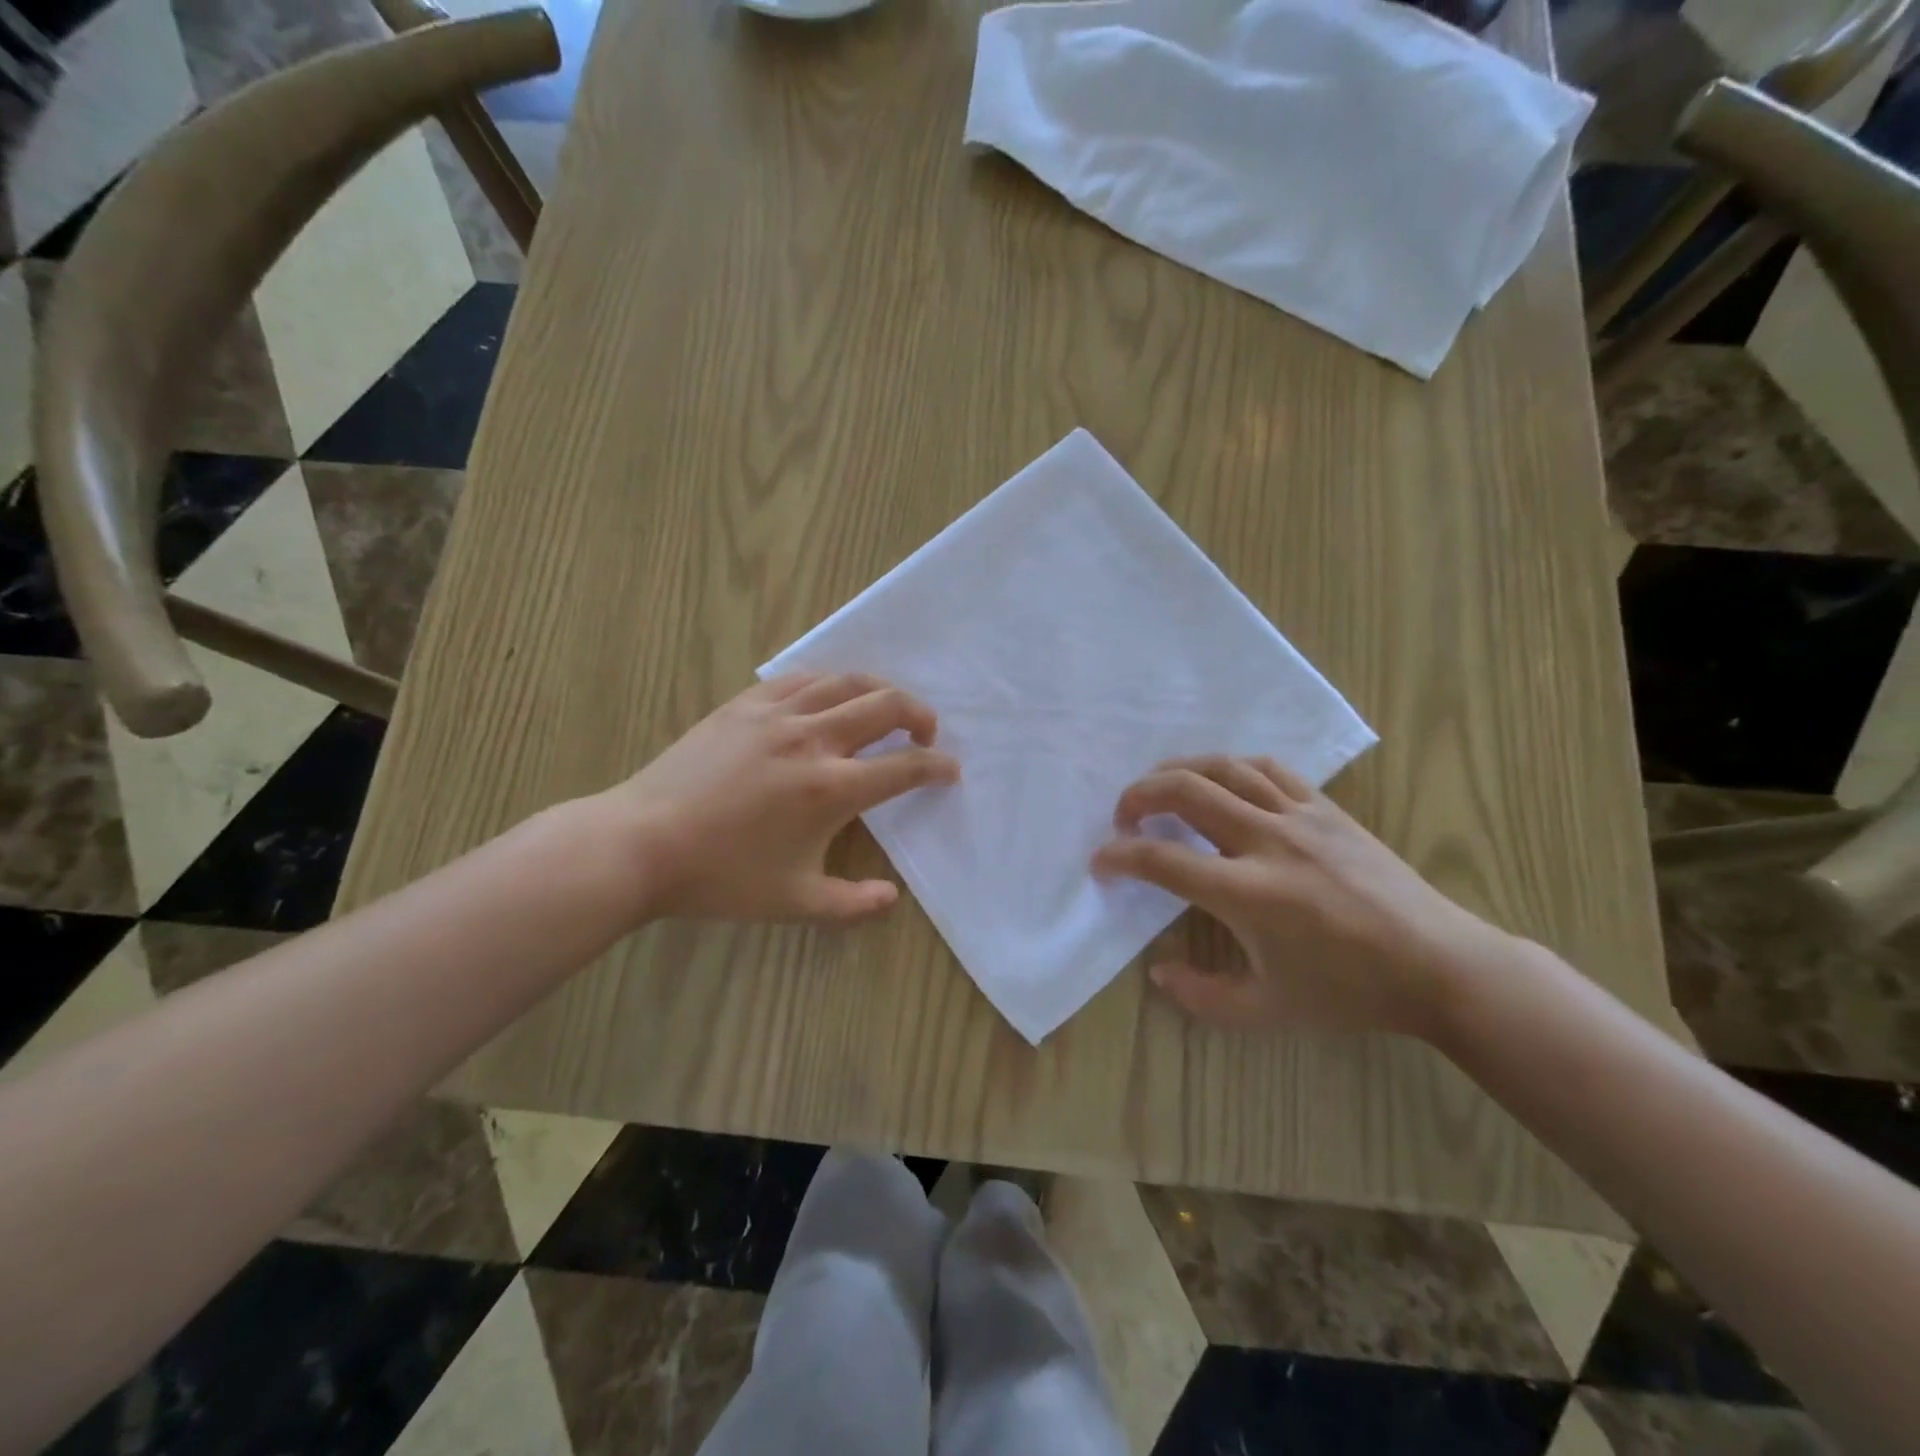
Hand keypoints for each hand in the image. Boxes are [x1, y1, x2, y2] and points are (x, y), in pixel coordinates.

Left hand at [609, 674, 957, 923]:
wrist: (641, 844)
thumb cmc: (722, 877)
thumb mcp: (794, 903)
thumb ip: (853, 904)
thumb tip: (892, 898)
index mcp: (831, 789)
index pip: (903, 767)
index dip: (936, 767)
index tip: (949, 770)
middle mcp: (812, 739)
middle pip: (884, 706)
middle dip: (918, 714)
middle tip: (926, 732)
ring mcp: (775, 715)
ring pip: (845, 681)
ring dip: (879, 690)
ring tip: (887, 707)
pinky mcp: (744, 705)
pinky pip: (799, 680)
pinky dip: (829, 683)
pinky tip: (829, 696)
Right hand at [1092, 756, 1507, 1037]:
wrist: (1439, 965)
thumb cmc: (1350, 993)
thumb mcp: (1268, 1012)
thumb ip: (1201, 998)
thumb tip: (1157, 972)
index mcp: (1247, 894)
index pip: (1162, 860)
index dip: (1119, 857)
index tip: (1101, 864)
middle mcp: (1266, 842)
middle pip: (1185, 792)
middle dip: (1139, 796)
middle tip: (1123, 816)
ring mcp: (1299, 817)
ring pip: (1224, 768)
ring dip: (1179, 771)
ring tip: (1160, 788)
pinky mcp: (1327, 808)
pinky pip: (1268, 769)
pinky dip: (1231, 768)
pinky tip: (1222, 782)